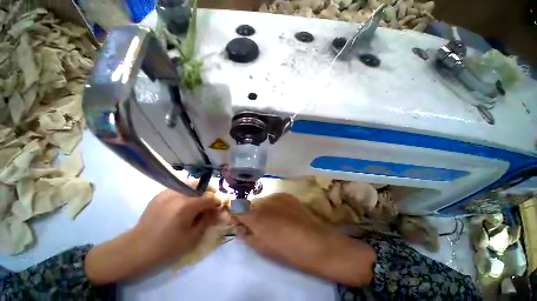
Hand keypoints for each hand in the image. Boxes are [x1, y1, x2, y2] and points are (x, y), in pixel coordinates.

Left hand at [85, 189, 218, 284]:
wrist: (135, 249)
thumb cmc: (166, 247)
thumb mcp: (192, 237)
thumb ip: (207, 220)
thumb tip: (217, 210)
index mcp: (186, 206)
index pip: (210, 197)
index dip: (216, 202)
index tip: (218, 208)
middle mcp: (178, 194)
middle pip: (201, 189)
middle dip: (207, 197)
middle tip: (206, 208)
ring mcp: (167, 192)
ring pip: (190, 186)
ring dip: (196, 194)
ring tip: (194, 206)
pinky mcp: (160, 194)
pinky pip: (179, 189)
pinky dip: (185, 194)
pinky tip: (181, 206)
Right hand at [235, 193, 375, 286]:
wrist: (314, 242)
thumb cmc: (285, 250)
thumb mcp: (260, 246)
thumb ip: (246, 233)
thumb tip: (239, 225)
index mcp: (255, 215)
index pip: (236, 208)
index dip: (235, 214)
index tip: (238, 220)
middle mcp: (264, 201)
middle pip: (250, 203)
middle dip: (250, 211)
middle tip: (258, 223)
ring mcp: (276, 195)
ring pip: (263, 199)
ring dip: (263, 208)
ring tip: (274, 219)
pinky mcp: (287, 194)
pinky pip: (274, 198)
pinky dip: (274, 205)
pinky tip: (283, 214)